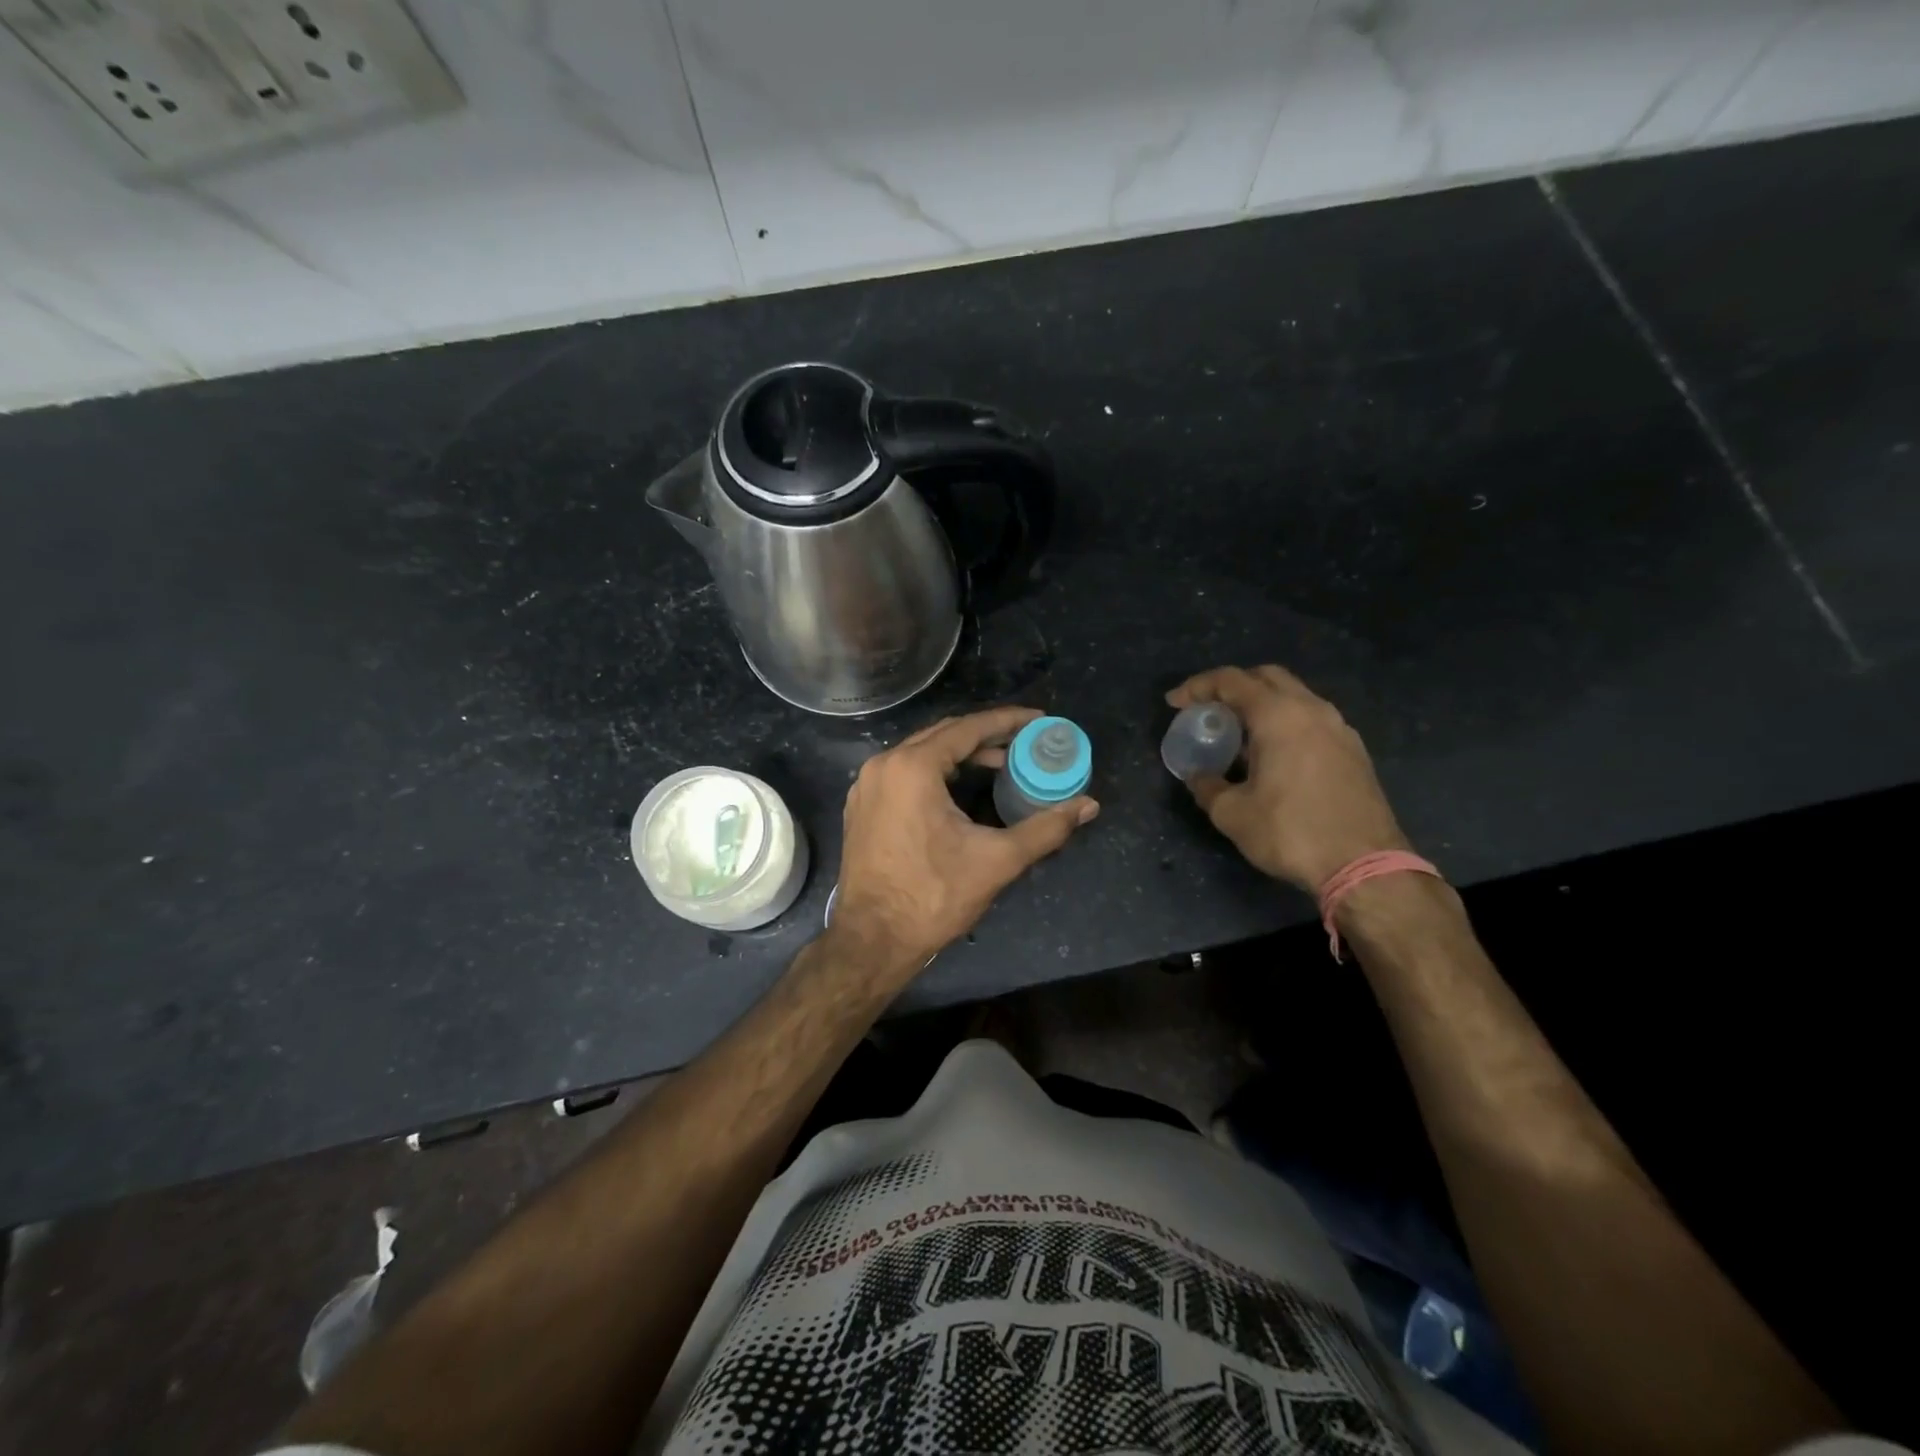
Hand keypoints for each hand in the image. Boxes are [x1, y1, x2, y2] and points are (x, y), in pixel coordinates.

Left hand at [831, 707, 1098, 974]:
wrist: (872, 940)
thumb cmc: (933, 896)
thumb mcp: (997, 860)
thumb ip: (1046, 828)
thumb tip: (1089, 806)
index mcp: (912, 767)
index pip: (968, 728)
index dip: (1007, 721)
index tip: (1039, 719)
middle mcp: (883, 765)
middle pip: (943, 735)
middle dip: (986, 735)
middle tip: (1025, 741)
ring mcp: (867, 786)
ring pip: (922, 753)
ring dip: (961, 754)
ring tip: (1002, 763)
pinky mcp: (862, 806)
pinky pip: (904, 772)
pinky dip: (936, 771)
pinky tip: (961, 787)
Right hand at [1168, 665, 1408, 892]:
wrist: (1364, 866)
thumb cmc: (1290, 832)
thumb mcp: (1232, 814)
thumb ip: (1207, 786)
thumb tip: (1198, 776)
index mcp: (1278, 716)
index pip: (1231, 681)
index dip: (1197, 687)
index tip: (1174, 703)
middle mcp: (1312, 710)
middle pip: (1267, 677)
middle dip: (1233, 686)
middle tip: (1209, 709)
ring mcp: (1339, 728)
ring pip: (1294, 697)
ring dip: (1262, 705)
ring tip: (1239, 734)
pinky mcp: (1354, 751)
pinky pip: (1312, 720)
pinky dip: (1286, 723)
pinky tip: (1273, 755)